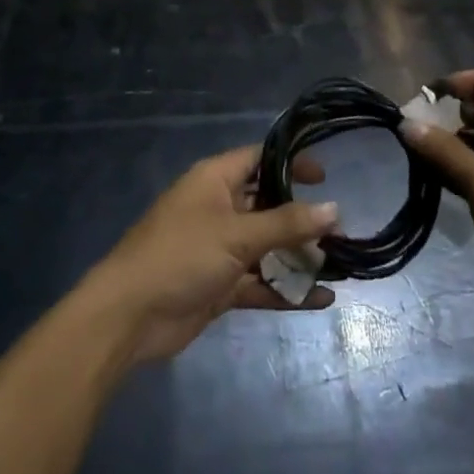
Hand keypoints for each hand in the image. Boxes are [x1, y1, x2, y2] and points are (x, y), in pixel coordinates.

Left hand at [79, 145, 338, 363]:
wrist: (130, 314)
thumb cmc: (181, 255)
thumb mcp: (236, 234)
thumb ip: (286, 224)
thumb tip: (334, 209)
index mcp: (214, 180)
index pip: (258, 159)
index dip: (290, 162)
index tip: (326, 176)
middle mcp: (218, 208)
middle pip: (267, 204)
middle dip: (302, 218)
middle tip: (342, 231)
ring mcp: (219, 248)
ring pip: (267, 247)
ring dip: (299, 257)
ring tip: (342, 266)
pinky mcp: (220, 285)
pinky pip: (260, 282)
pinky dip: (286, 290)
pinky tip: (321, 299)